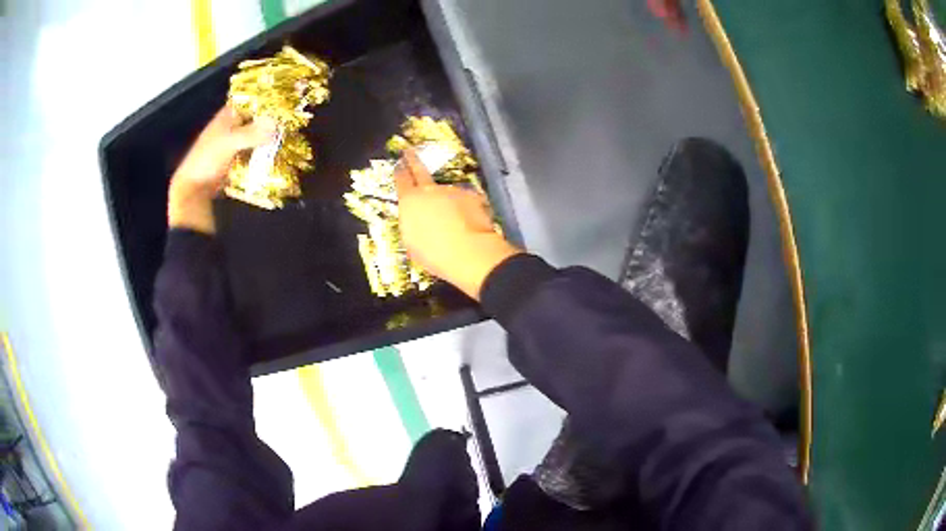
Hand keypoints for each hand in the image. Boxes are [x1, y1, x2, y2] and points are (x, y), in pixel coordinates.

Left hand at [168, 105, 276, 233]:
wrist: (194, 189)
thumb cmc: (207, 160)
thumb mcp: (230, 142)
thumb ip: (251, 133)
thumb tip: (276, 125)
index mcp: (226, 118)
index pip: (248, 102)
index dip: (264, 101)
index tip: (283, 103)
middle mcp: (230, 129)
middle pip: (253, 121)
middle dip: (269, 123)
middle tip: (290, 124)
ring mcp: (231, 147)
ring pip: (253, 139)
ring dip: (266, 141)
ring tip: (286, 140)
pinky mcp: (234, 163)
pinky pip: (251, 156)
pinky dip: (261, 156)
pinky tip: (274, 158)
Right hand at [394, 149, 520, 299]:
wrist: (467, 251)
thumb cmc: (434, 253)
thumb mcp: (412, 241)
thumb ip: (413, 222)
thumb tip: (417, 218)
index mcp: (409, 202)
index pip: (401, 181)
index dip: (400, 172)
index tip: (399, 164)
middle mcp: (429, 191)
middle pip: (420, 171)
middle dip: (413, 160)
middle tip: (410, 151)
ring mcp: (452, 191)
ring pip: (447, 193)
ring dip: (448, 201)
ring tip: (453, 222)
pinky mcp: (472, 197)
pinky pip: (466, 202)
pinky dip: (467, 210)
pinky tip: (469, 224)